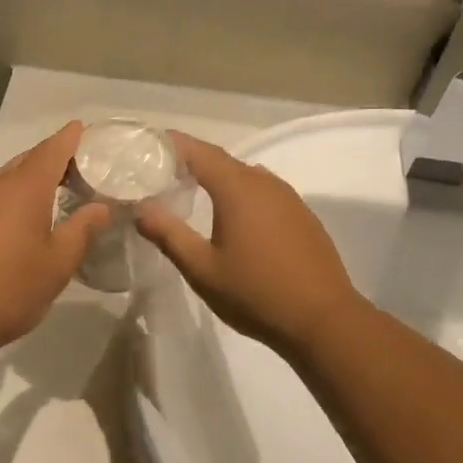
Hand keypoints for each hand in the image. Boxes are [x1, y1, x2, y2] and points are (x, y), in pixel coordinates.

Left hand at [0, 123, 108, 356]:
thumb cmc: (11, 288)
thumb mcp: (58, 263)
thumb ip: (82, 230)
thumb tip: (101, 207)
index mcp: (24, 188)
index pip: (51, 151)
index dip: (69, 138)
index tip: (82, 128)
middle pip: (26, 160)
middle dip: (51, 159)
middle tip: (77, 168)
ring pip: (6, 179)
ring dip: (29, 180)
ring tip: (52, 193)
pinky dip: (10, 199)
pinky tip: (18, 220)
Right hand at [135, 131, 362, 354]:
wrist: (322, 319)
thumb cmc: (255, 293)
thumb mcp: (202, 269)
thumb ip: (169, 235)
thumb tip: (140, 209)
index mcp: (237, 189)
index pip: (199, 152)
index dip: (173, 144)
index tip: (149, 143)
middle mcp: (265, 183)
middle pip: (222, 161)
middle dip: (192, 161)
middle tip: (162, 172)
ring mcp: (288, 198)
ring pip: (246, 177)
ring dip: (219, 179)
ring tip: (193, 192)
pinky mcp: (302, 216)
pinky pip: (264, 192)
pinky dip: (241, 194)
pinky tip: (233, 217)